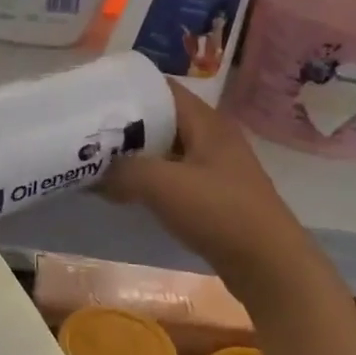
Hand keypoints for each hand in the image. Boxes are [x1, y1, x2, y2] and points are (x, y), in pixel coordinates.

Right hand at [103, 81, 315, 300]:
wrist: (269, 265)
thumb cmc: (219, 213)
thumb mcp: (163, 185)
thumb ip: (124, 171)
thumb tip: (97, 172)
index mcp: (206, 122)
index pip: (162, 89)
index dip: (127, 90)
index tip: (92, 98)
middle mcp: (212, 137)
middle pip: (162, 120)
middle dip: (125, 126)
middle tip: (87, 134)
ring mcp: (216, 168)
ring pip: (167, 151)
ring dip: (135, 156)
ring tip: (98, 162)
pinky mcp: (214, 196)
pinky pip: (174, 177)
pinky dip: (149, 181)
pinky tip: (125, 193)